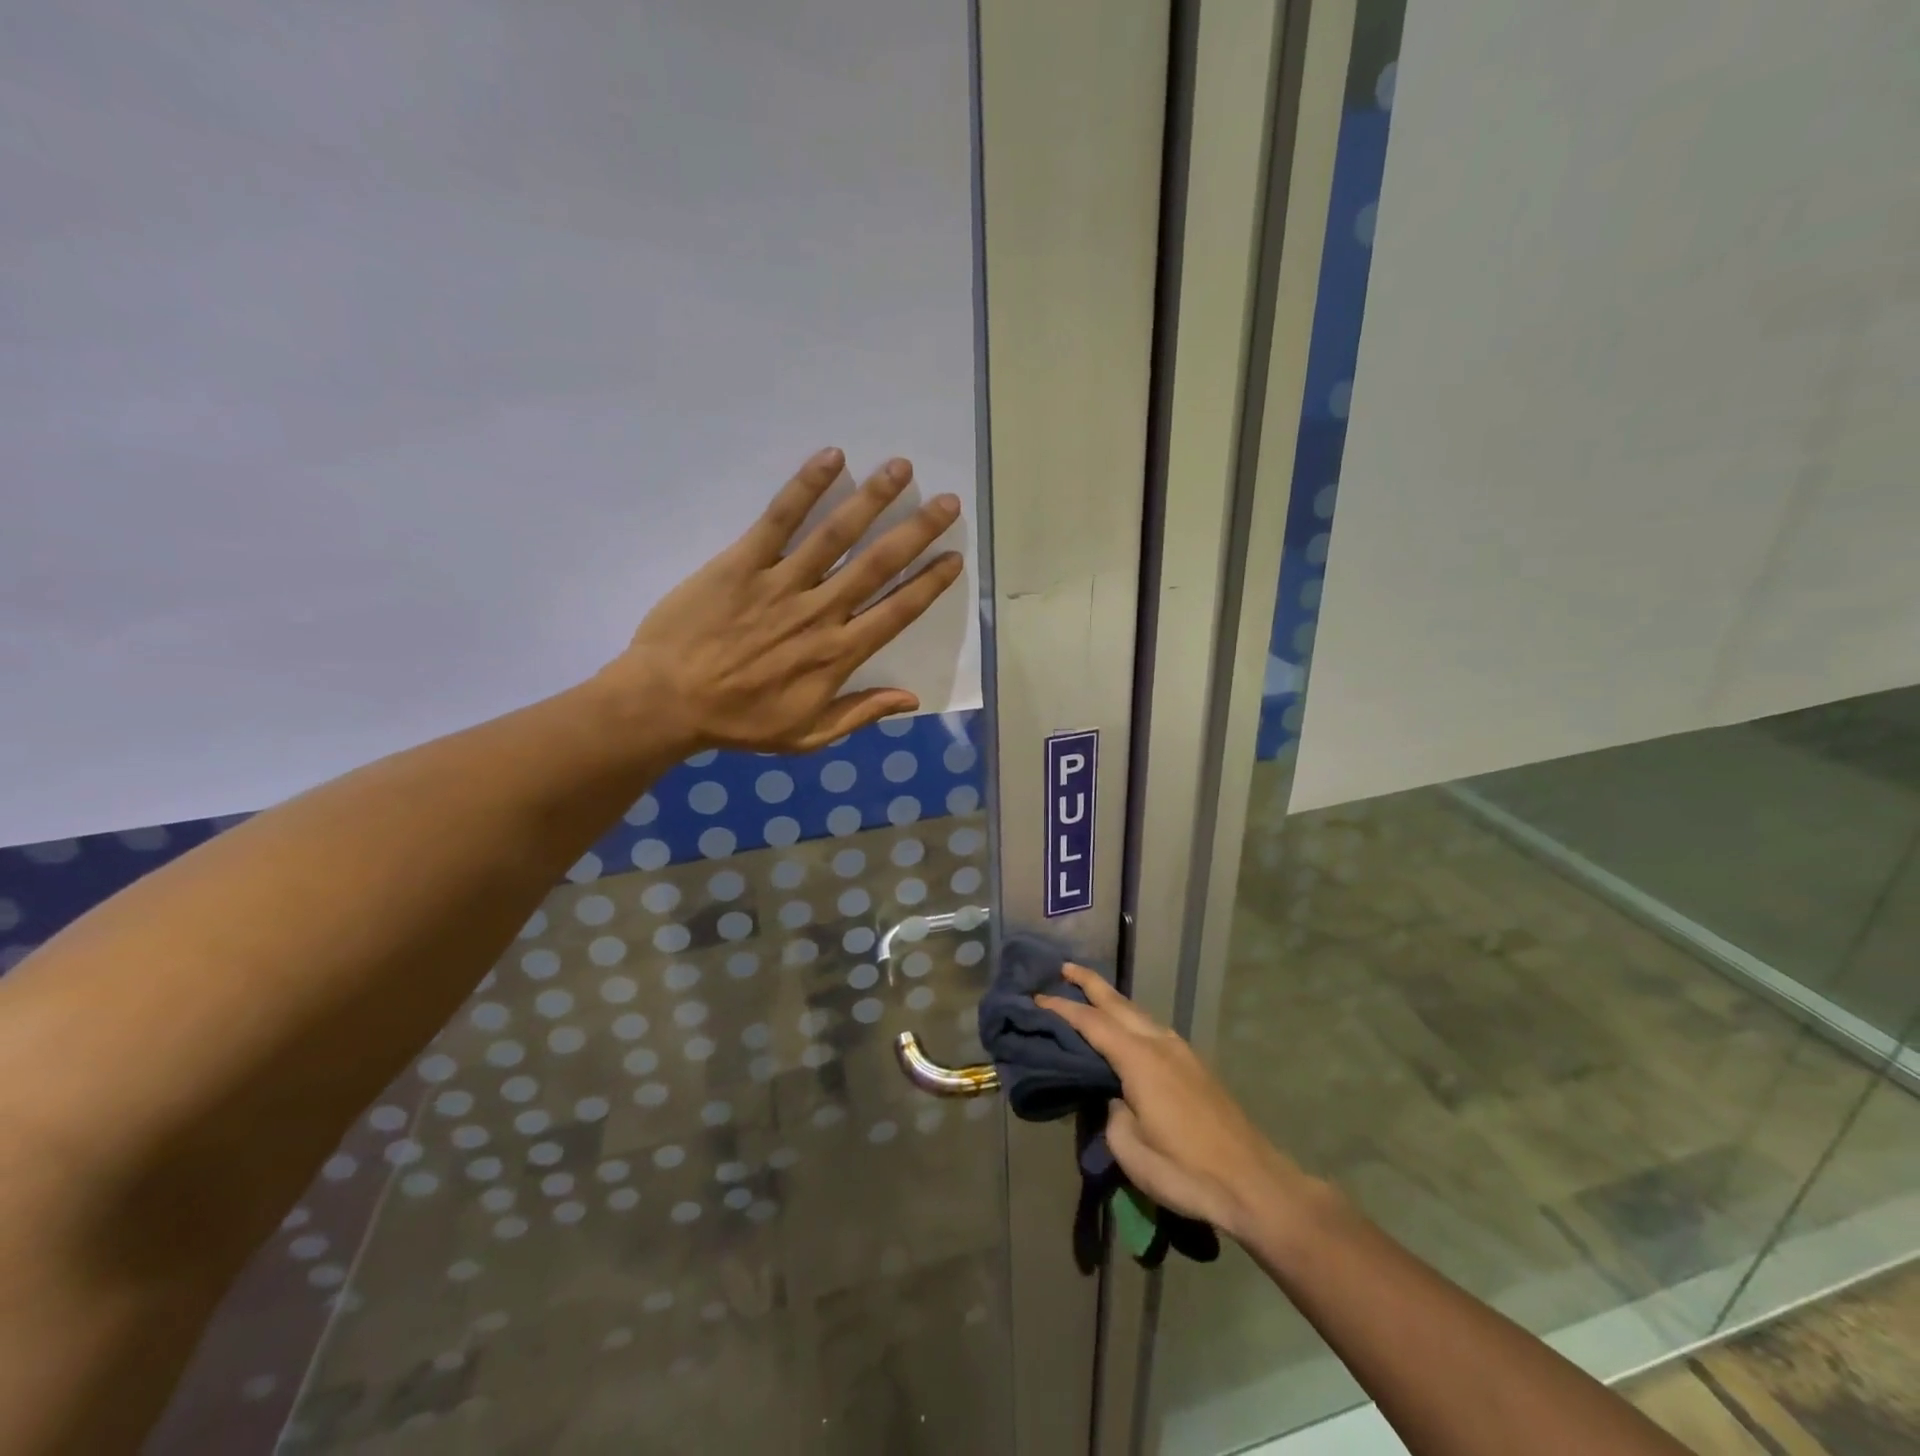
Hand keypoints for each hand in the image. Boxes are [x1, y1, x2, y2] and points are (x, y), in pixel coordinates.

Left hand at [608, 447, 963, 753]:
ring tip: (901, 468)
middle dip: (917, 531)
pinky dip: (805, 487)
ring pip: (836, 535)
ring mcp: (781, 584)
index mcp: (838, 654)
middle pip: (878, 565)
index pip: (897, 612)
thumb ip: (860, 713)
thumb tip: (912, 699)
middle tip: (947, 502)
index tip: (954, 557)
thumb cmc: (739, 722)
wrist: (667, 703)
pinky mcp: (742, 563)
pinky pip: (778, 520)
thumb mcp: (807, 735)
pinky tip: (831, 457)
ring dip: (872, 499)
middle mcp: (820, 613)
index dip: (929, 583)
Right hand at [1036, 965, 1317, 1241]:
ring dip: (1112, 1001)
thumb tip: (1117, 1099)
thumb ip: (1112, 1116)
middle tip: (1063, 968)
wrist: (1254, 1184)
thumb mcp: (1132, 1151)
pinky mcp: (1195, 1066)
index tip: (1037, 998)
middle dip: (1090, 984)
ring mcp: (1182, 1052)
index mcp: (1140, 1059)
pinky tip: (1127, 1032)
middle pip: (1118, 1003)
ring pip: (1139, 1014)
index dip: (1063, 1009)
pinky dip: (1131, 1020)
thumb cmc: (1187, 1170)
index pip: (1092, 1023)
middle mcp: (1160, 1044)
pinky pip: (1153, 1029)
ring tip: (1090, 996)